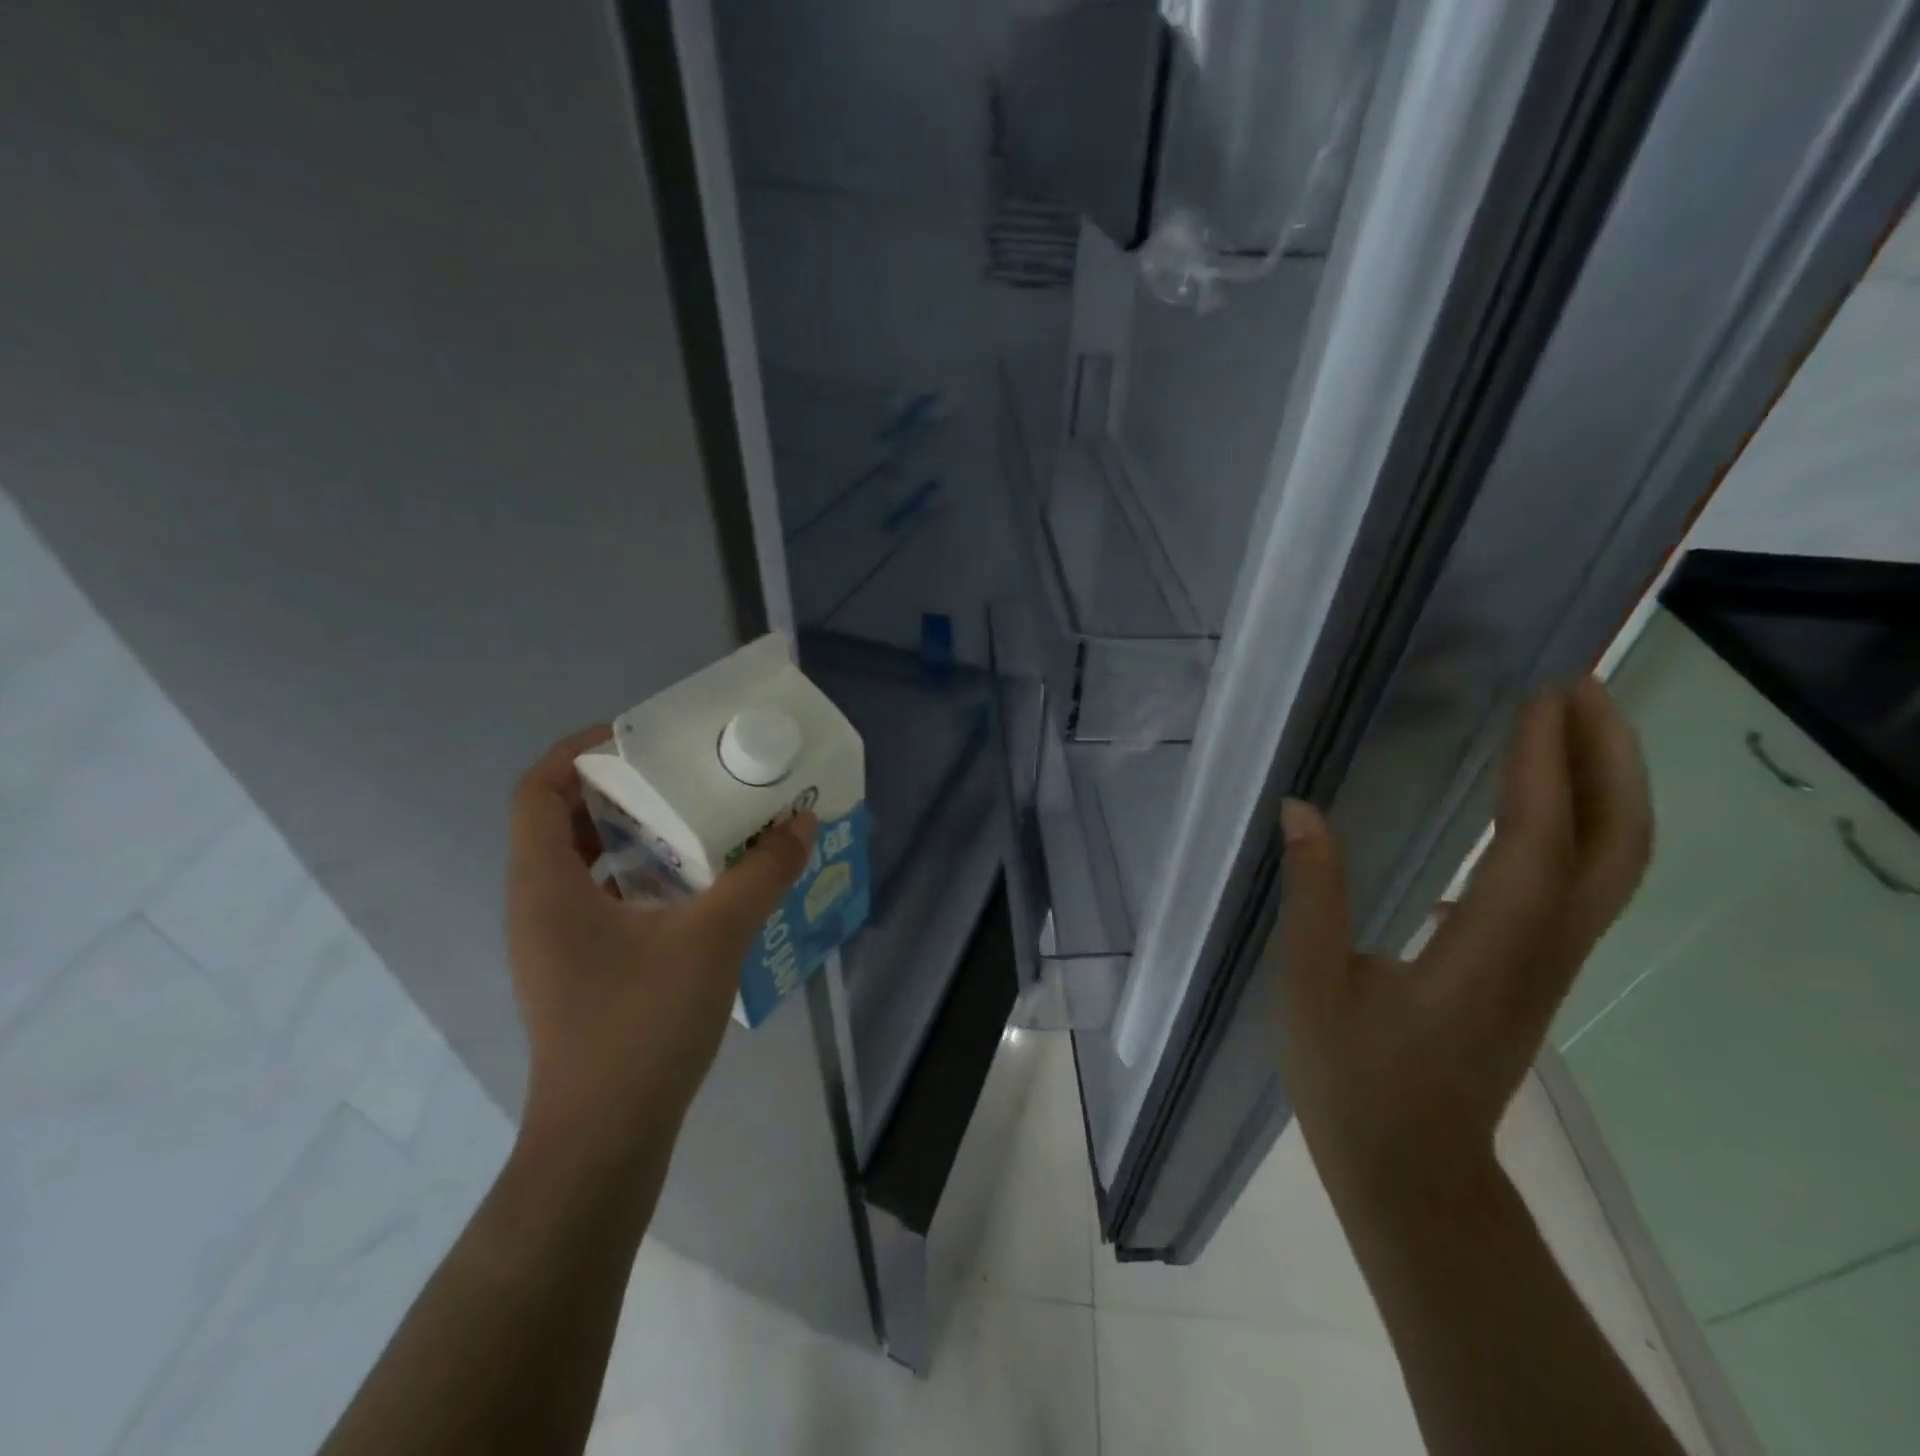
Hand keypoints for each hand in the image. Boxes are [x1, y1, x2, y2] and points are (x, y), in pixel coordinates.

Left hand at [505, 727, 815, 1162]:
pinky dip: (638, 877)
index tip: (639, 739)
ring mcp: (554, 943)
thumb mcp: (714, 937)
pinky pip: (599, 899)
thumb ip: (762, 874)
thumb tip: (802, 823)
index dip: (580, 752)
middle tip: (681, 775)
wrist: (605, 1140)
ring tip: (694, 821)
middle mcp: (538, 906)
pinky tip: (694, 886)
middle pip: (561, 820)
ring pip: (582, 863)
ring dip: (631, 834)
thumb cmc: (643, 1026)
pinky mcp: (577, 970)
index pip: (538, 790)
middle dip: (618, 789)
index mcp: (546, 886)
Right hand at [1270, 680, 1651, 1208]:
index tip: (1536, 696)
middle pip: (1614, 847)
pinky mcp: (1531, 970)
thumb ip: (1314, 894)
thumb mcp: (1313, 986)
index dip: (1542, 767)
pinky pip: (1574, 884)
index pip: (1535, 843)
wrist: (1411, 1172)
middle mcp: (1540, 951)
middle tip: (1575, 684)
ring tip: (1564, 721)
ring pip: (1607, 865)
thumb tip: (1301, 808)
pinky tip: (1521, 805)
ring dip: (1603, 785)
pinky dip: (1572, 826)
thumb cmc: (1354, 1081)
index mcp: (1487, 953)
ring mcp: (1546, 963)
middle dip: (1609, 758)